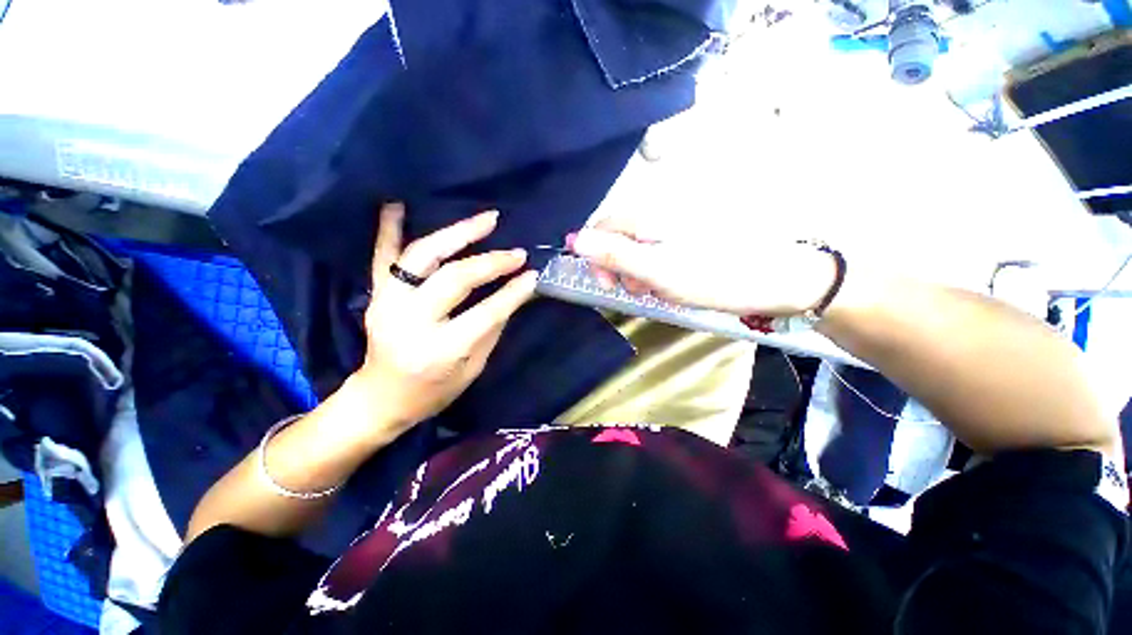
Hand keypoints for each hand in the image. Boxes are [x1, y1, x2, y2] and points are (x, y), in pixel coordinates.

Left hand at [352, 203, 537, 435]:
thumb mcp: (473, 368)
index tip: (532, 275)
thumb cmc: (433, 391)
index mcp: (440, 350)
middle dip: (491, 262)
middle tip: (517, 252)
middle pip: (454, 278)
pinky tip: (398, 204)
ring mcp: (387, 303)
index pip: (486, 313)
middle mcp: (410, 322)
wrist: (380, 399)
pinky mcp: (376, 295)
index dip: (512, 292)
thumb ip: (492, 328)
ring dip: (456, 234)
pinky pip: (382, 256)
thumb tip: (515, 293)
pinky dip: (389, 228)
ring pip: (421, 256)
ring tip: (486, 220)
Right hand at [571, 216, 838, 316]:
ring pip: (638, 246)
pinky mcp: (689, 236)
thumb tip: (574, 238)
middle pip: (619, 237)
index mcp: (649, 217)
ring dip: (637, 271)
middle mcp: (659, 214)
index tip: (606, 285)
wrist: (777, 279)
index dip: (595, 256)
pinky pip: (657, 251)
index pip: (602, 228)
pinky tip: (669, 281)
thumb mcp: (656, 271)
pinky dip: (655, 269)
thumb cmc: (713, 277)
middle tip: (635, 290)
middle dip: (618, 267)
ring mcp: (676, 224)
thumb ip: (614, 254)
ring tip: (655, 288)